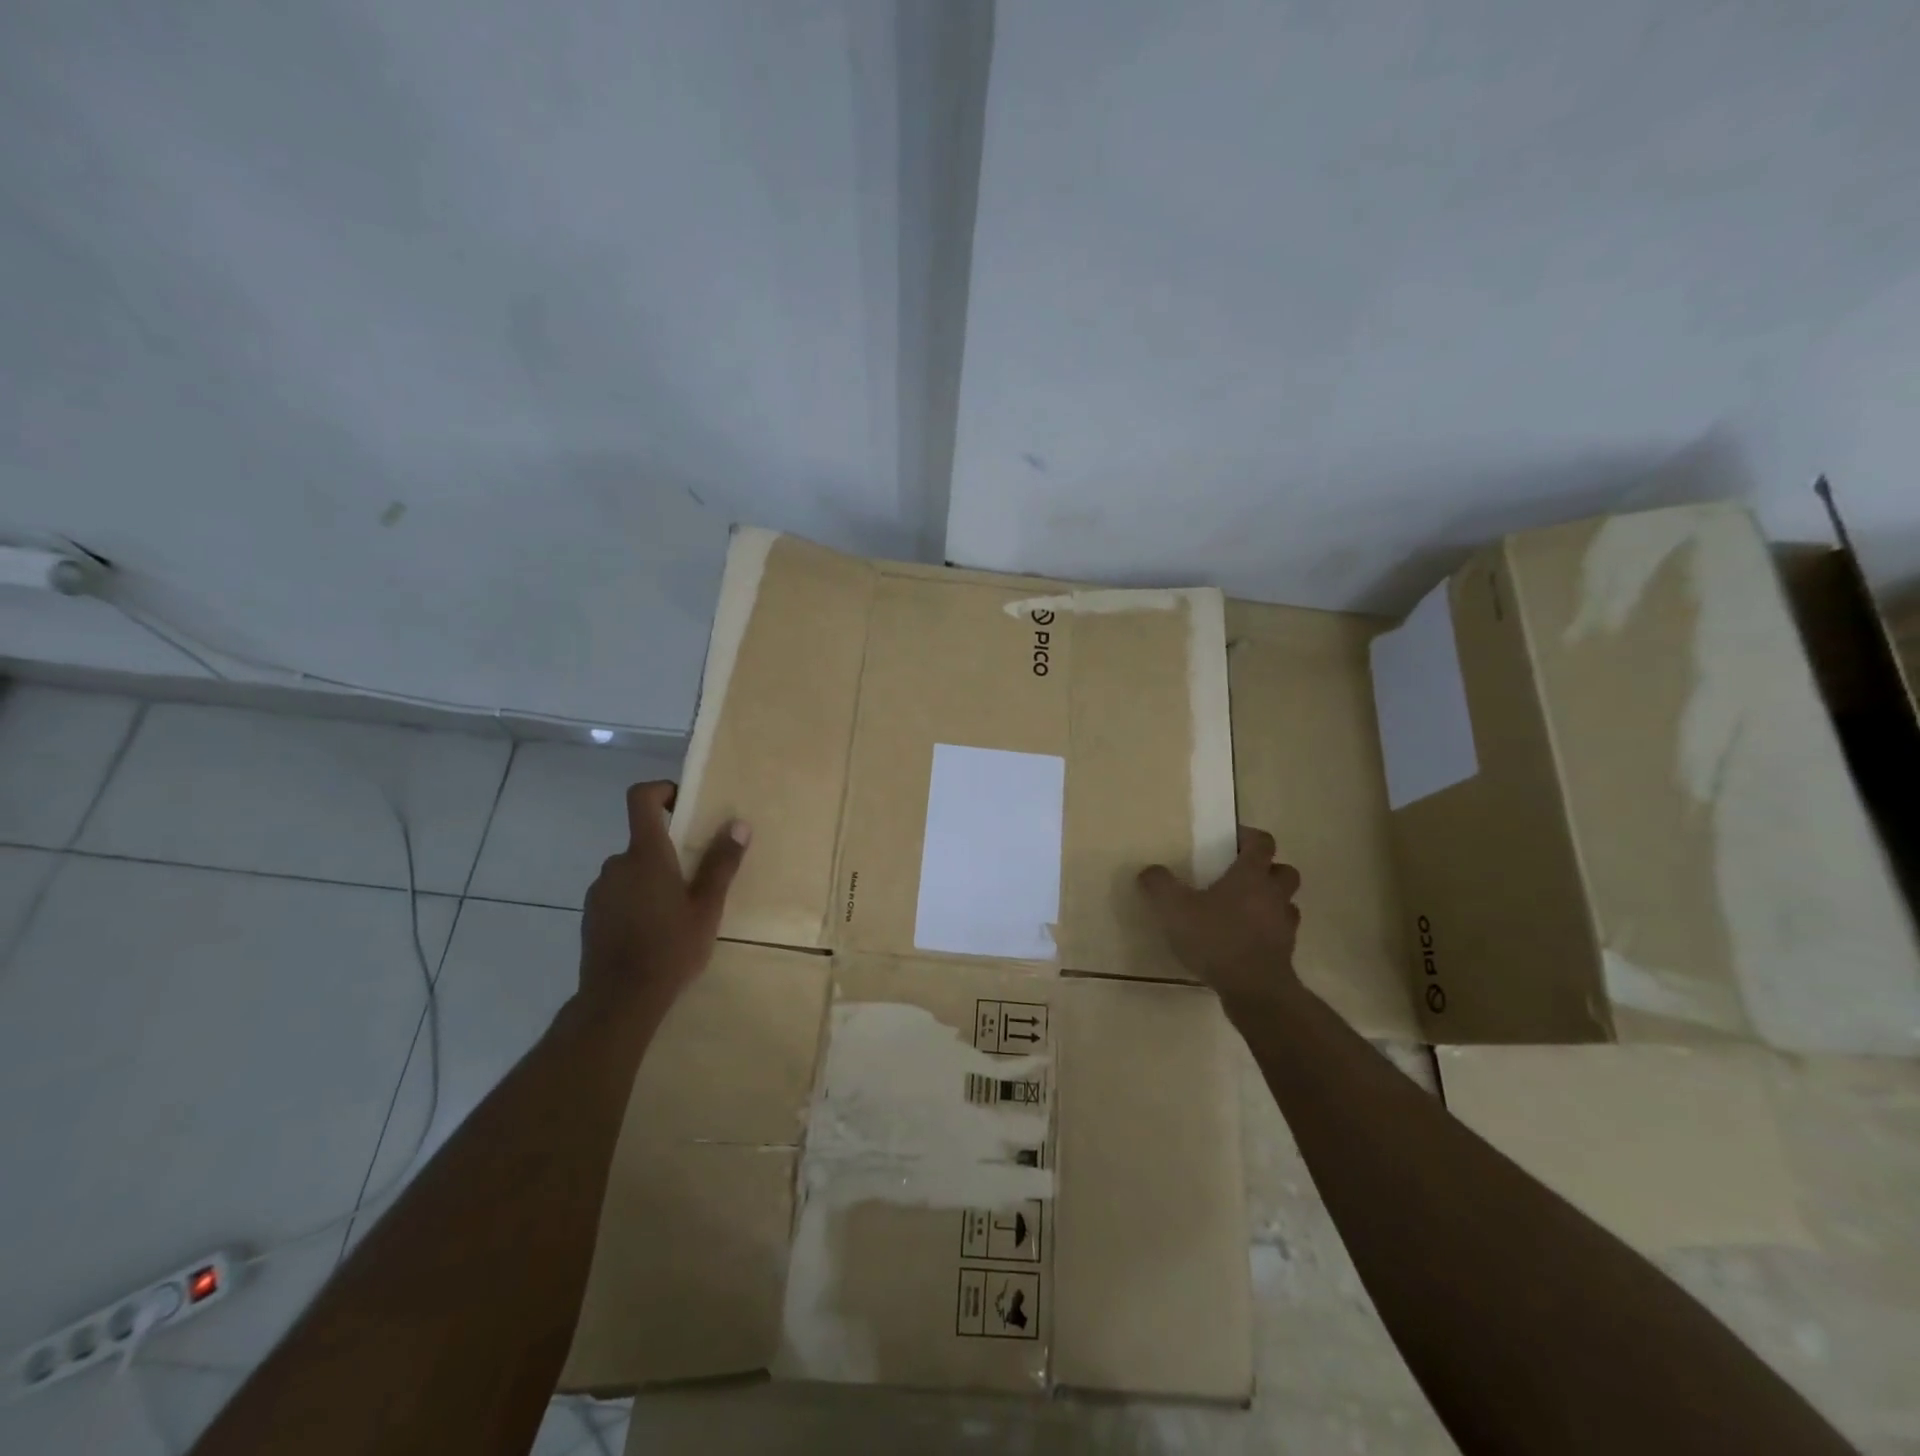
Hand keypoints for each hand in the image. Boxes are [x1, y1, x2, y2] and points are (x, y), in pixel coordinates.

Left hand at [579, 781, 749, 1019]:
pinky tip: (653, 931)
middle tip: (696, 878)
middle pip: (642, 840)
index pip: (641, 798)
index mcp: (645, 854)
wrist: (619, 1001)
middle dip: (668, 851)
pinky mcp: (591, 916)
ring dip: (652, 879)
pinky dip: (636, 900)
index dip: (661, 790)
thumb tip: (738, 825)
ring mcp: (599, 891)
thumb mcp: (707, 907)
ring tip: (677, 911)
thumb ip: (721, 864)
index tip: (683, 804)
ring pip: (631, 870)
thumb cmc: (670, 948)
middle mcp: (616, 864)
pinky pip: (618, 893)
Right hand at [1138, 826, 1302, 1013]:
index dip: (1250, 837)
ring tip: (1244, 909)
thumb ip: (1159, 885)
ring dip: (1271, 901)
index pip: (1262, 843)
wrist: (1254, 990)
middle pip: (1284, 871)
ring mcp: (1284, 925)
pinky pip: (1281, 932)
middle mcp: (1273, 894)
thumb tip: (1150, 870)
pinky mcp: (1286, 952)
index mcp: (1251, 875)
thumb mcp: (1174, 909)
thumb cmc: (1216, 938)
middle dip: (1268, 869)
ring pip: (1286, 902)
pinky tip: (1246, 939)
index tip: (1232, 840)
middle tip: (1241, 875)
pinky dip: (1268, 931)